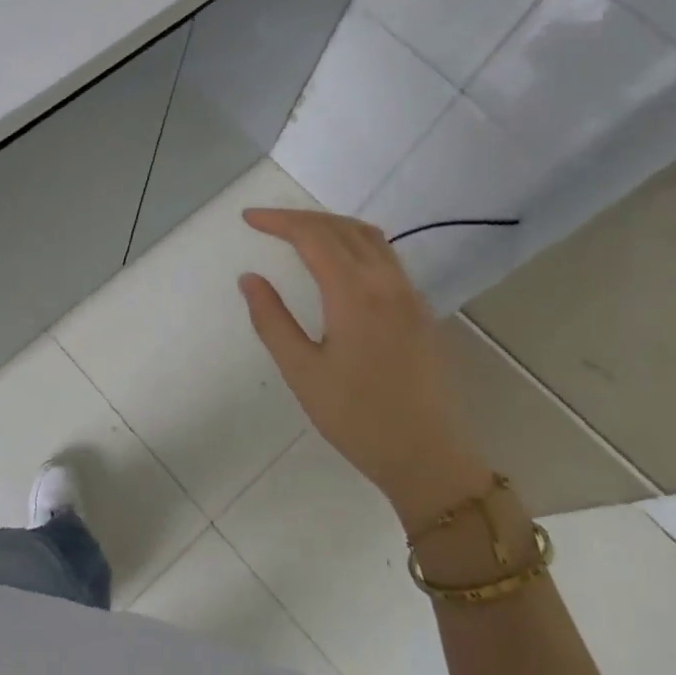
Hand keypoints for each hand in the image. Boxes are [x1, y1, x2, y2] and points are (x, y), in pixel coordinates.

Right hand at [238, 208, 491, 525]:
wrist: (427, 456)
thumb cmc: (356, 418)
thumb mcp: (302, 372)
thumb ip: (272, 320)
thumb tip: (250, 278)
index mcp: (356, 295)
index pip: (314, 237)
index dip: (279, 221)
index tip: (248, 219)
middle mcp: (388, 283)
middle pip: (343, 228)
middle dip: (302, 218)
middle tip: (266, 222)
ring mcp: (410, 295)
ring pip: (370, 238)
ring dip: (331, 226)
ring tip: (298, 233)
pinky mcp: (420, 310)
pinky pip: (385, 256)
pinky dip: (354, 242)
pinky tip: (337, 261)